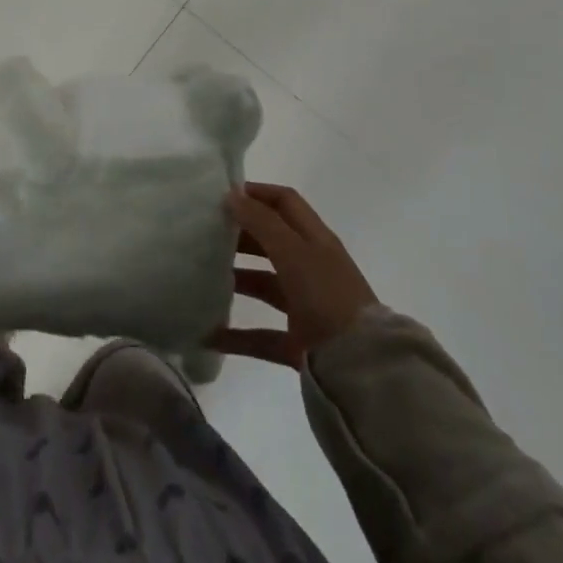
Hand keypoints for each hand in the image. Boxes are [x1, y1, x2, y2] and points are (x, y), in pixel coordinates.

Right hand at [209, 182, 379, 367]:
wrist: (362, 369)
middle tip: (204, 234)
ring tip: (201, 278)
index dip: (256, 193)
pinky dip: (237, 335)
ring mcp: (306, 307)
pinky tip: (209, 334)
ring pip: (264, 285)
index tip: (221, 196)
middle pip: (271, 242)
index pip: (285, 202)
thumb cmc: (327, 297)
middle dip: (240, 236)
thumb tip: (232, 195)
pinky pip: (261, 335)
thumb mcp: (294, 252)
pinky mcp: (300, 343)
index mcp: (316, 240)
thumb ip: (262, 222)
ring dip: (236, 281)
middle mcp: (312, 268)